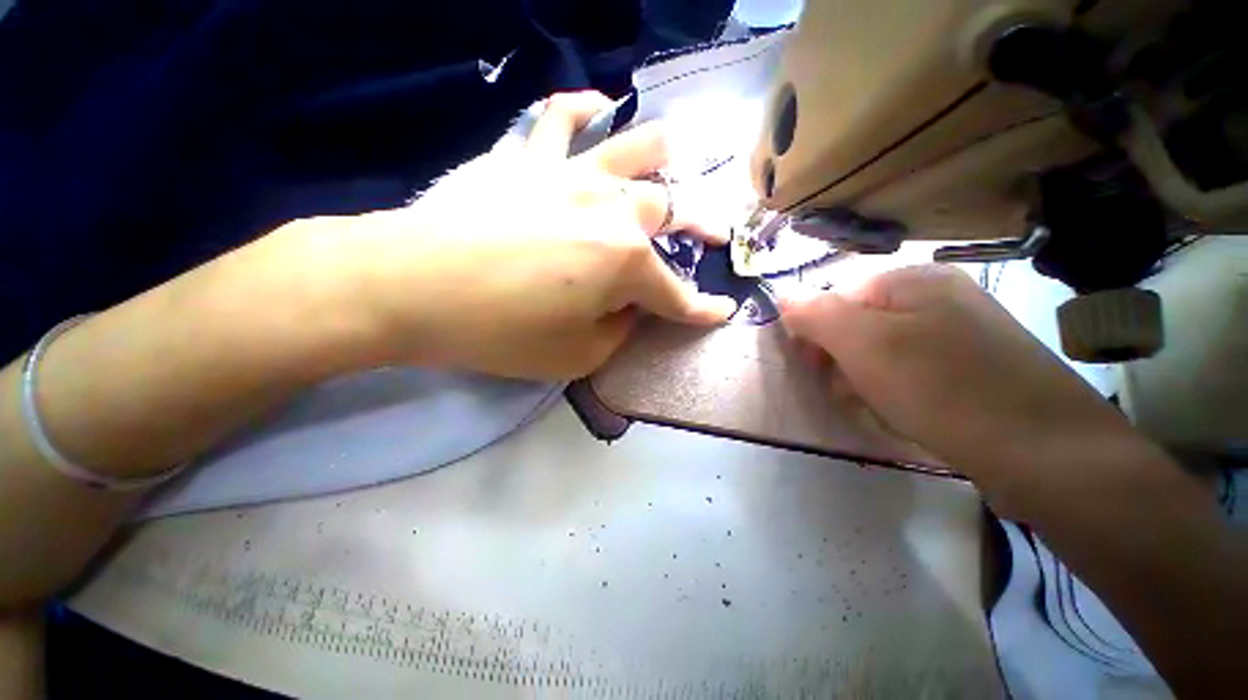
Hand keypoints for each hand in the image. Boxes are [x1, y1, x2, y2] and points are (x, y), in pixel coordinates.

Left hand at [295, 91, 734, 379]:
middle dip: (701, 226)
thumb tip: (628, 308)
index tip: (722, 313)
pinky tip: (597, 109)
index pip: (678, 294)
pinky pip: (562, 117)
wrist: (409, 288)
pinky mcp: (528, 159)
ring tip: (675, 159)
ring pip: (635, 147)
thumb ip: (617, 330)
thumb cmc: (500, 332)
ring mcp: (571, 175)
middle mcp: (613, 210)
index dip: (703, 309)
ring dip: (663, 155)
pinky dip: (585, 110)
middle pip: (671, 208)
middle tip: (713, 235)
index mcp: (626, 263)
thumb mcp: (577, 356)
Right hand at [780, 265, 1147, 504]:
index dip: (817, 334)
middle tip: (851, 392)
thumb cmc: (942, 388)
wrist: (1046, 455)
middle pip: (858, 326)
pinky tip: (907, 415)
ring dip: (867, 382)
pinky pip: (910, 373)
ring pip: (881, 354)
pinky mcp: (971, 369)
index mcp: (914, 280)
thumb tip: (783, 296)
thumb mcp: (864, 344)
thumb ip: (816, 314)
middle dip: (843, 361)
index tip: (815, 370)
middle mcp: (938, 298)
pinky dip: (896, 394)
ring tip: (883, 408)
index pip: (835, 298)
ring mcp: (959, 334)